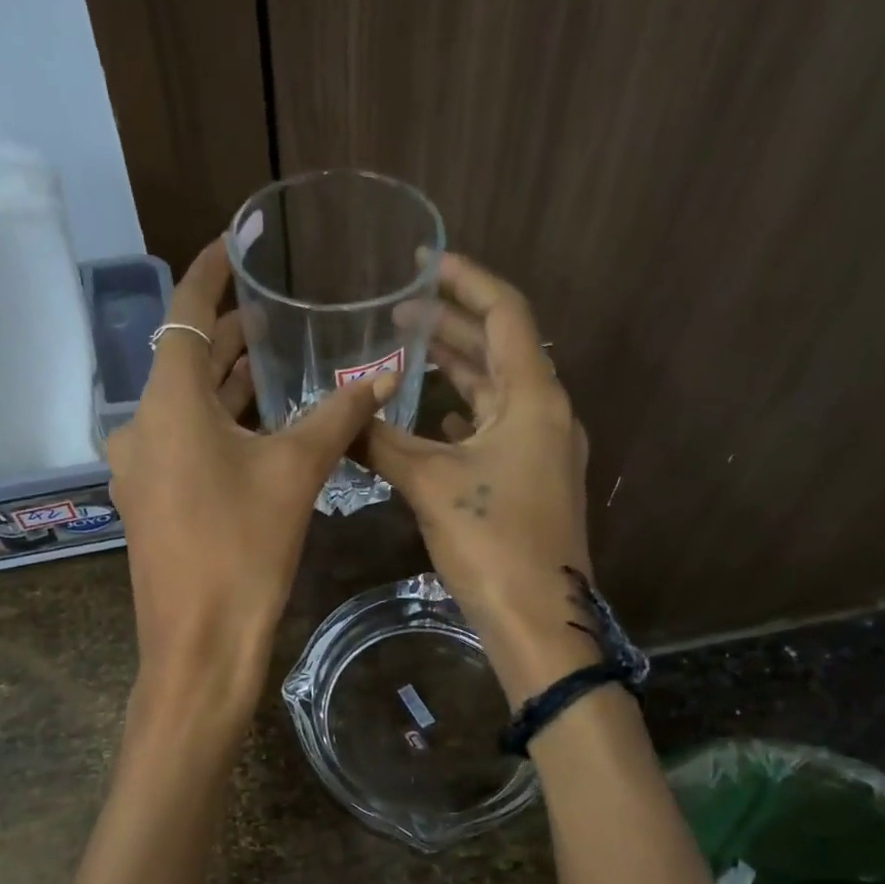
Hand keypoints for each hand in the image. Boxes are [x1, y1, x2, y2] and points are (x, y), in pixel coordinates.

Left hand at [108, 239, 395, 701]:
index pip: (186, 313)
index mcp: (167, 403)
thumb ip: (338, 416)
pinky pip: (184, 442)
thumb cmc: (243, 549)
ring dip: (228, 383)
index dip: (211, 272)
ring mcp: (141, 466)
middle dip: (231, 334)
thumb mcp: (296, 473)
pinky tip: (258, 427)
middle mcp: (141, 425)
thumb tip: (383, 376)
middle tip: (279, 313)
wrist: (198, 645)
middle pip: (187, 360)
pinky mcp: (151, 500)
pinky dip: (218, 424)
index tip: (235, 242)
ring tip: (276, 361)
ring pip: (186, 405)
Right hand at [365, 253, 597, 703]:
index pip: (505, 313)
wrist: (539, 620)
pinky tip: (433, 419)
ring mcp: (543, 450)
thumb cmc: (493, 542)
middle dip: (452, 324)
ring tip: (407, 352)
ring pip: (497, 392)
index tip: (425, 263)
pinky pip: (496, 429)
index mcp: (534, 398)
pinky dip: (464, 414)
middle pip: (500, 350)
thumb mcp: (430, 483)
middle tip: (399, 310)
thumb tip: (338, 416)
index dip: (466, 281)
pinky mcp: (532, 481)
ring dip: (457, 369)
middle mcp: (546, 414)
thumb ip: (382, 442)